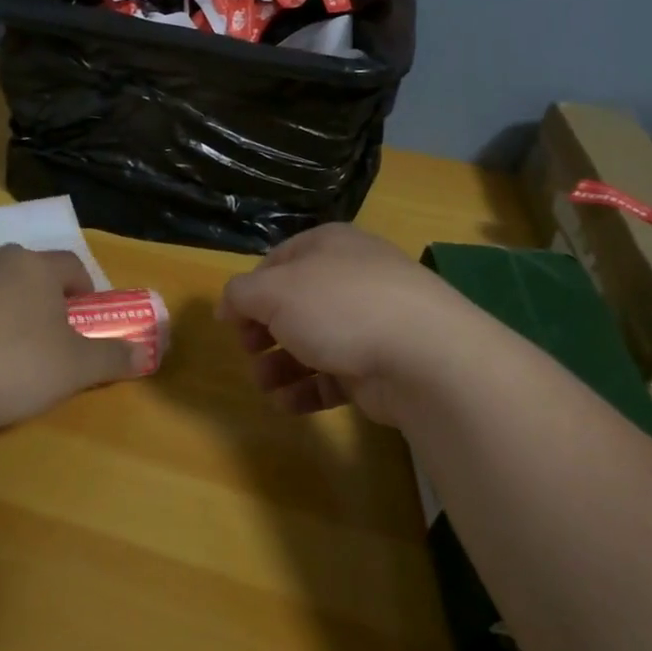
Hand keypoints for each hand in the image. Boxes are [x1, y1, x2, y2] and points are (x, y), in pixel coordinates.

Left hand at [0, 245, 142, 440]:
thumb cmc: (17, 367)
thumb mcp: (79, 368)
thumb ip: (114, 357)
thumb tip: (145, 353)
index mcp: (34, 267)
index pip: (72, 266)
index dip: (87, 290)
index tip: (89, 317)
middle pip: (27, 271)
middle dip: (42, 296)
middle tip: (50, 333)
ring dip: (0, 305)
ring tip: (5, 346)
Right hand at [217, 225, 495, 426]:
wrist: (423, 354)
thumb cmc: (340, 307)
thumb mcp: (275, 291)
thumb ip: (241, 294)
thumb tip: (228, 305)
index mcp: (328, 246)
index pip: (277, 262)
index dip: (249, 291)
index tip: (230, 322)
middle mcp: (350, 277)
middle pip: (294, 305)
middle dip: (264, 333)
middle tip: (248, 353)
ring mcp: (370, 321)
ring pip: (313, 342)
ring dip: (281, 366)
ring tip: (265, 387)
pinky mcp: (380, 363)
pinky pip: (335, 375)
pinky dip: (309, 389)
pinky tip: (289, 404)